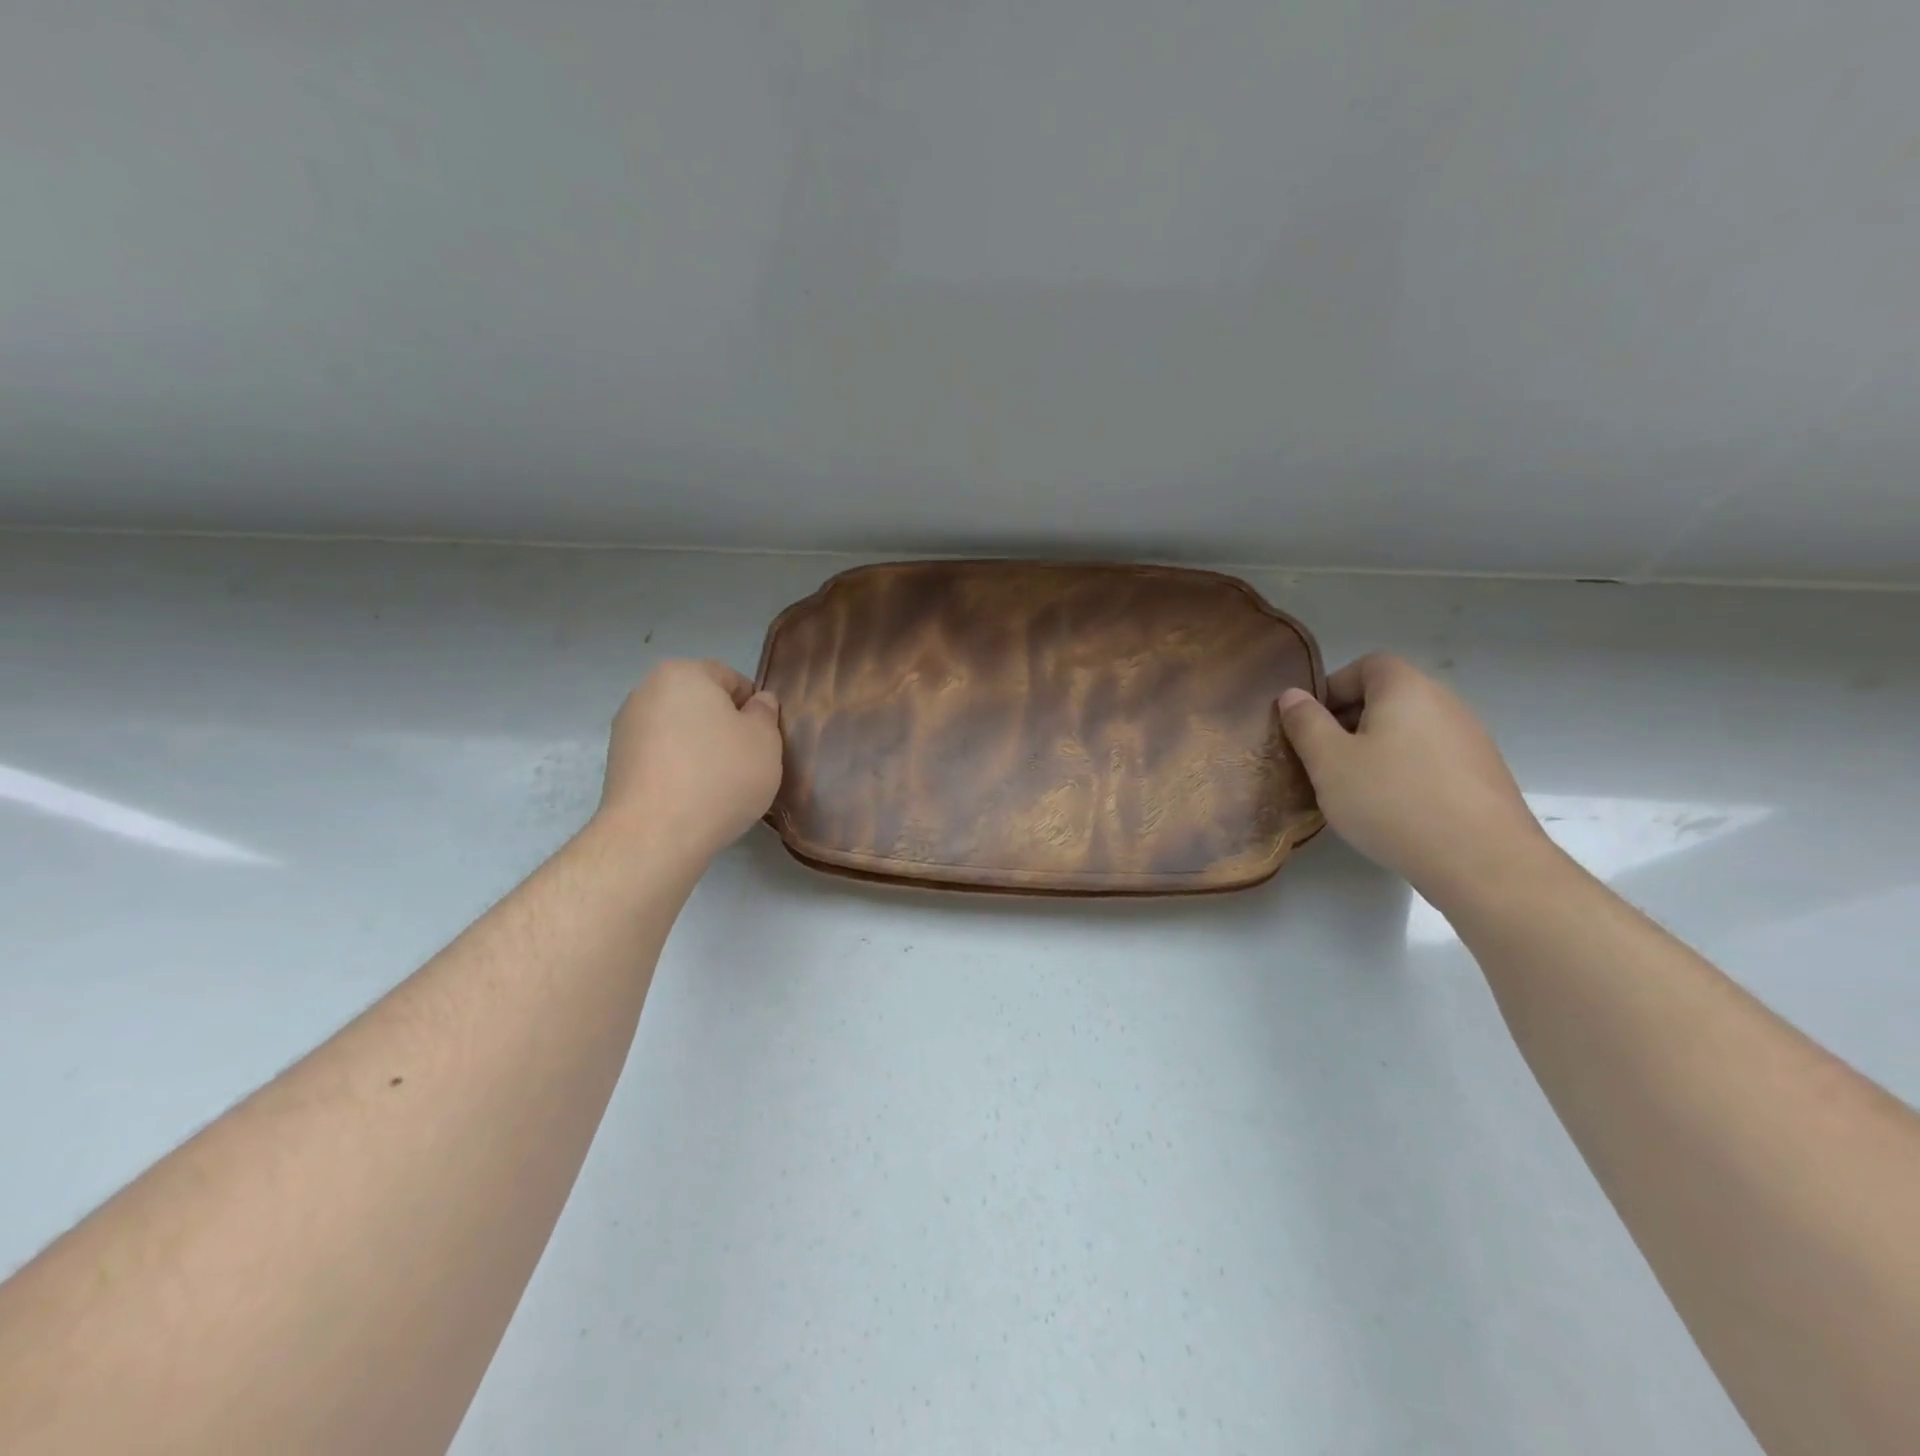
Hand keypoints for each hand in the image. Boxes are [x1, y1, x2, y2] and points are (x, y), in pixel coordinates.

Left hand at [596, 659, 782, 864]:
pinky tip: (693, 799)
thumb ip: (765, 713)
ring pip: (679, 732)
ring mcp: (626, 729)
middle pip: (700, 704)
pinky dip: (678, 771)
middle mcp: (647, 691)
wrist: (655, 834)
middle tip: (745, 763)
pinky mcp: (616, 765)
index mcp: (683, 673)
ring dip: (700, 750)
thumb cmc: (719, 776)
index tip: (763, 739)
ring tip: (717, 785)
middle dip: (723, 727)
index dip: (754, 707)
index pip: (730, 678)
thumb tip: (757, 704)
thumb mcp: (765, 740)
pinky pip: (661, 758)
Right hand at [1278, 654, 1548, 904]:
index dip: (1332, 688)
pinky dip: (1406, 771)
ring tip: (1355, 788)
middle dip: (1350, 721)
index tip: (1310, 724)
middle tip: (1324, 759)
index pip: (1365, 665)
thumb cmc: (1392, 800)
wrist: (1482, 861)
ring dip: (1377, 749)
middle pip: (1388, 697)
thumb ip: (1306, 723)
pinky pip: (1431, 758)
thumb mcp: (1329, 762)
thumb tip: (1292, 695)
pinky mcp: (1483, 774)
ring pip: (1409, 730)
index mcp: (1406, 688)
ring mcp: (1470, 739)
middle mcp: (1444, 702)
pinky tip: (1393, 809)